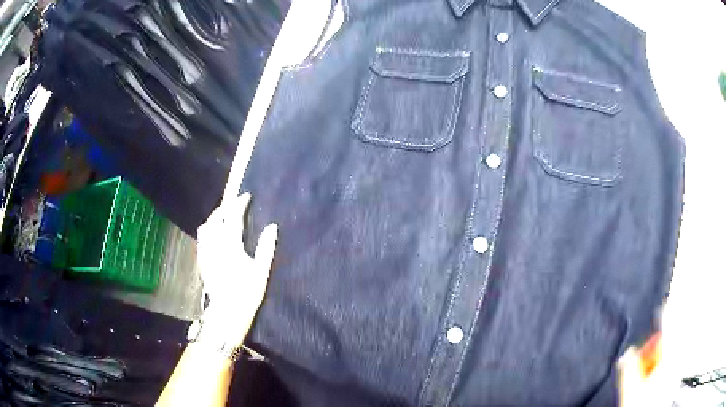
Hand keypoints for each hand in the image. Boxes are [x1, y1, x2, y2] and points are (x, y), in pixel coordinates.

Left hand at [196, 193, 277, 346]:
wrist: (228, 311)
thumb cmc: (247, 292)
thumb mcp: (261, 271)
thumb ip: (266, 247)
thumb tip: (272, 227)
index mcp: (231, 246)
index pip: (232, 217)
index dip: (239, 204)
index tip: (246, 196)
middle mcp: (215, 245)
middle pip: (216, 218)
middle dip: (225, 206)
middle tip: (235, 203)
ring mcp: (206, 252)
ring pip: (206, 226)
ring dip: (215, 216)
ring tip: (224, 215)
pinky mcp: (202, 260)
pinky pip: (202, 238)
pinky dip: (209, 229)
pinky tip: (214, 233)